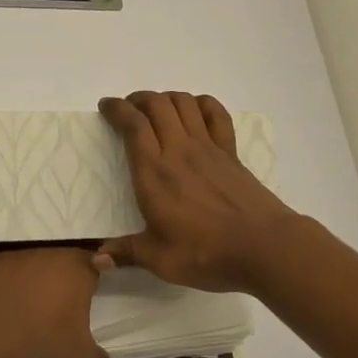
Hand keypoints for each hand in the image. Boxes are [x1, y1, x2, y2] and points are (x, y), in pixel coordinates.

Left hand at [0, 245, 112, 357]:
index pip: (94, 264)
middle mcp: (48, 253)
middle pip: (60, 262)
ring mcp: (15, 255)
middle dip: (60, 281)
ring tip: (24, 308)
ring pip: (30, 265)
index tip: (85, 297)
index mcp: (77, 269)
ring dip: (30, 281)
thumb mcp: (78, 356)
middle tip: (55, 307)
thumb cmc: (42, 339)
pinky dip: (0, 284)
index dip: (90, 280)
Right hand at [95, 91, 298, 293]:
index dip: (117, 109)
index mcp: (154, 173)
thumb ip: (126, 253)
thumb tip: (95, 259)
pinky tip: (195, 111)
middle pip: (157, 104)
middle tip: (129, 109)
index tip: (106, 106)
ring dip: (166, 98)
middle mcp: (179, 150)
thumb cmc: (206, 253)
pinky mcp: (230, 152)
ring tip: (157, 109)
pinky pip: (216, 114)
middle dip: (138, 99)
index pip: (133, 125)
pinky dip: (202, 104)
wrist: (263, 246)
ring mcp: (208, 148)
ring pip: (184, 103)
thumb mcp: (160, 260)